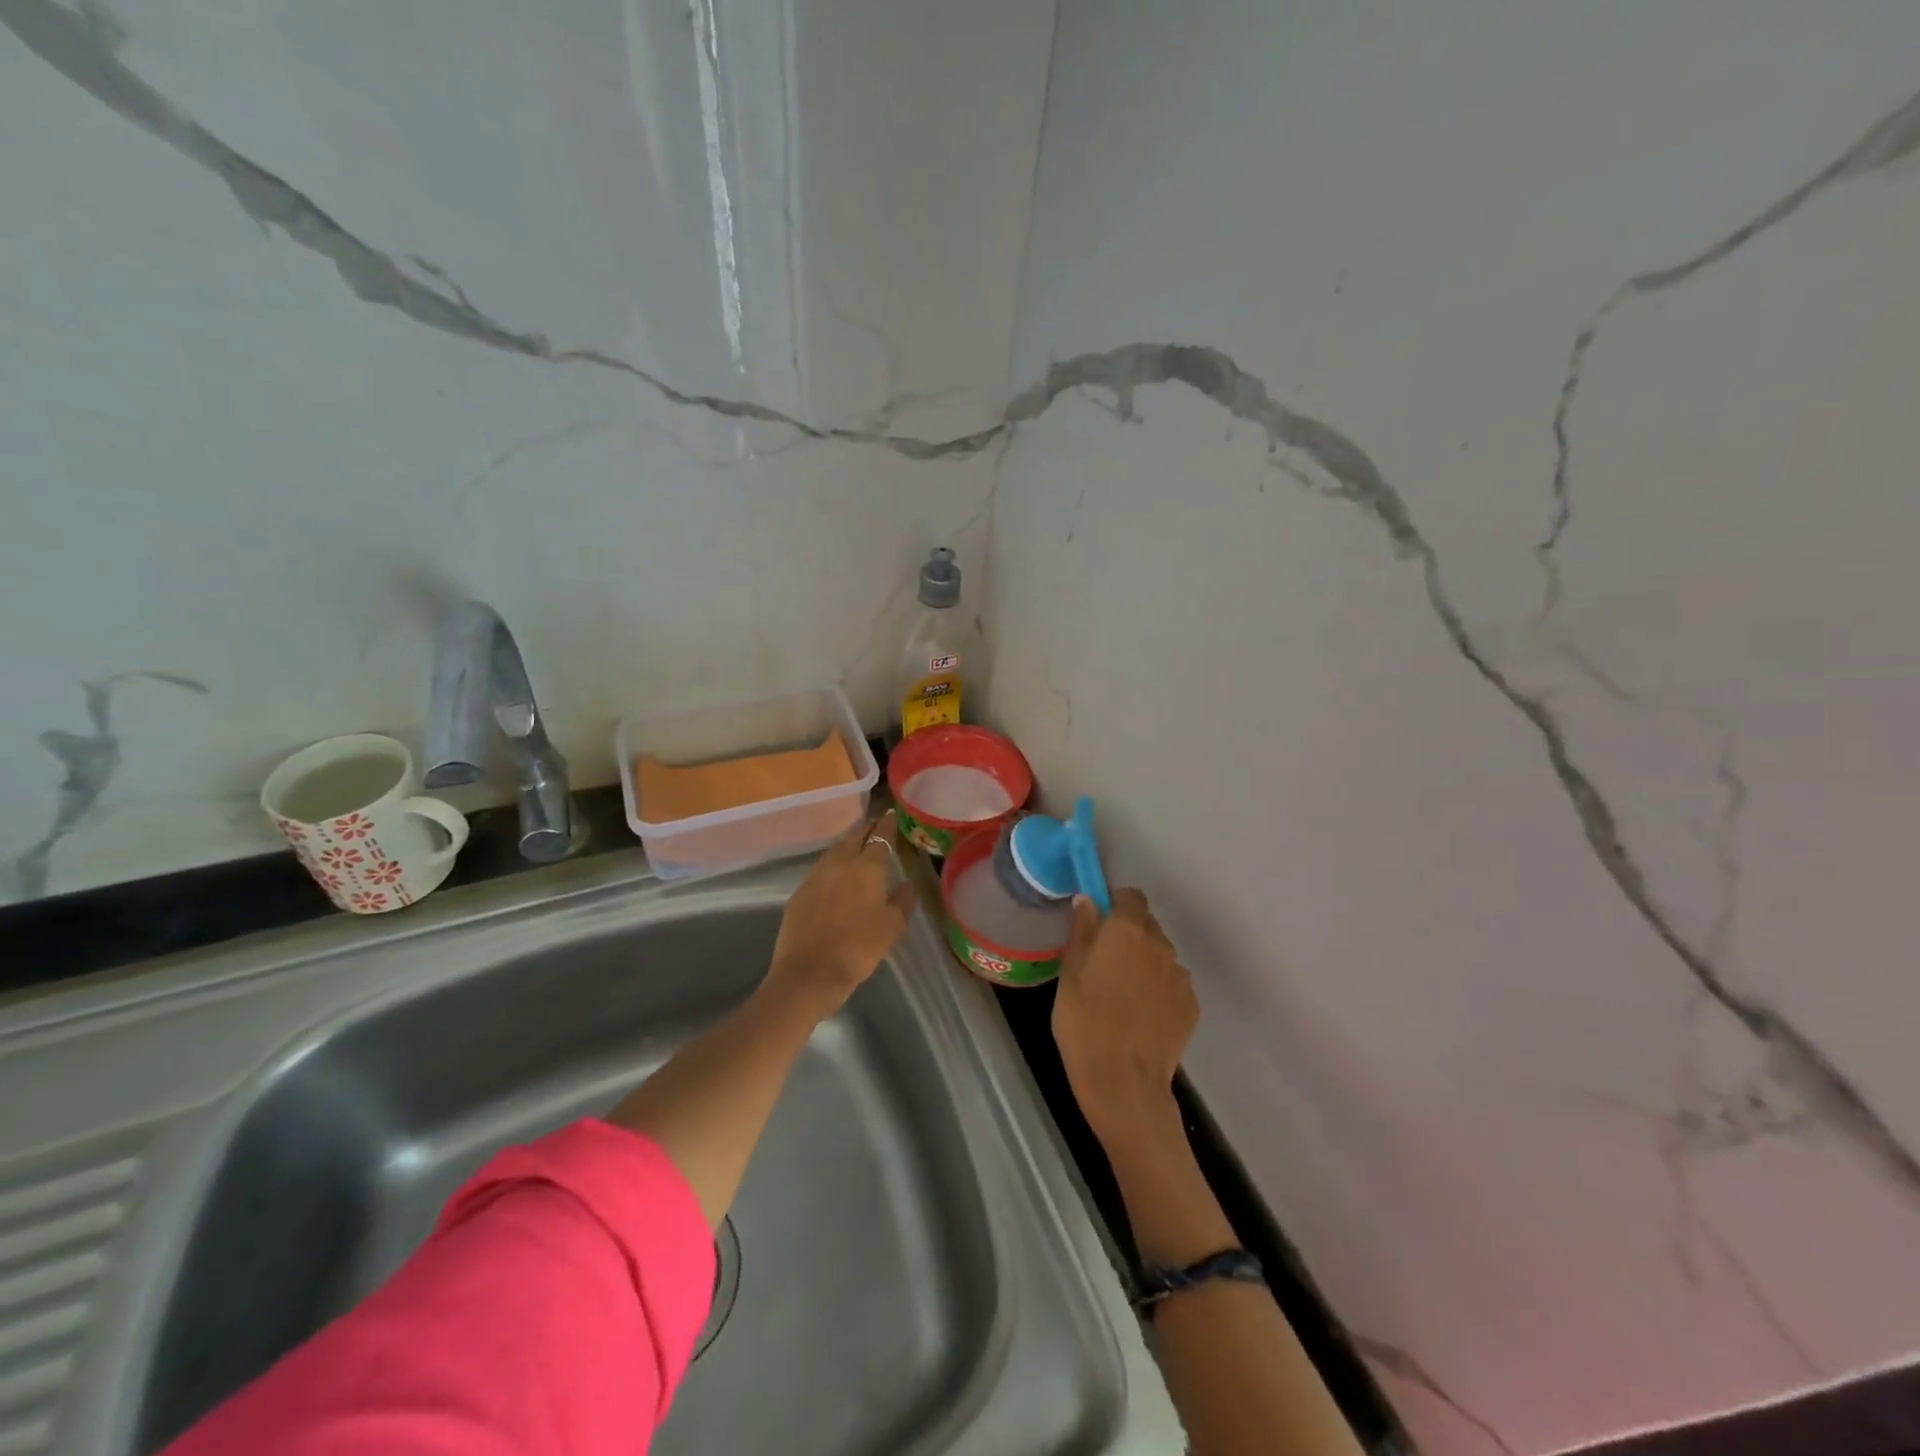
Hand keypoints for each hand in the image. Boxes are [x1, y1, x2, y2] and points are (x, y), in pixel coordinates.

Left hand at [764, 810, 915, 1021]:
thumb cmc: (858, 949)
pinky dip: (833, 866)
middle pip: (854, 837)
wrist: (808, 973)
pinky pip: (821, 870)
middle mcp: (839, 863)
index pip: (880, 837)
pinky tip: (836, 876)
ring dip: (848, 845)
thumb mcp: (892, 928)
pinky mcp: (799, 893)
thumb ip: (903, 901)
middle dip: (867, 830)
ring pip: (835, 851)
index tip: (892, 814)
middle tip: (877, 827)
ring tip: (858, 848)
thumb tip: (906, 884)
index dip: (888, 824)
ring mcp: (815, 876)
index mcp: (867, 867)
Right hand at [1052, 888, 1197, 1142]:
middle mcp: (1160, 944)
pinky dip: (1158, 990)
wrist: (1124, 1083)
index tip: (1099, 925)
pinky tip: (1140, 1016)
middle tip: (1104, 964)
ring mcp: (1180, 976)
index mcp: (1127, 931)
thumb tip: (1087, 900)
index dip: (1115, 905)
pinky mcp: (1191, 1005)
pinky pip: (1171, 984)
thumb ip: (1082, 932)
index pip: (1130, 896)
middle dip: (1128, 935)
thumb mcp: (1070, 976)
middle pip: (1146, 925)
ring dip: (1144, 963)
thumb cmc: (1084, 1024)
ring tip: (1122, 996)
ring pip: (1159, 955)